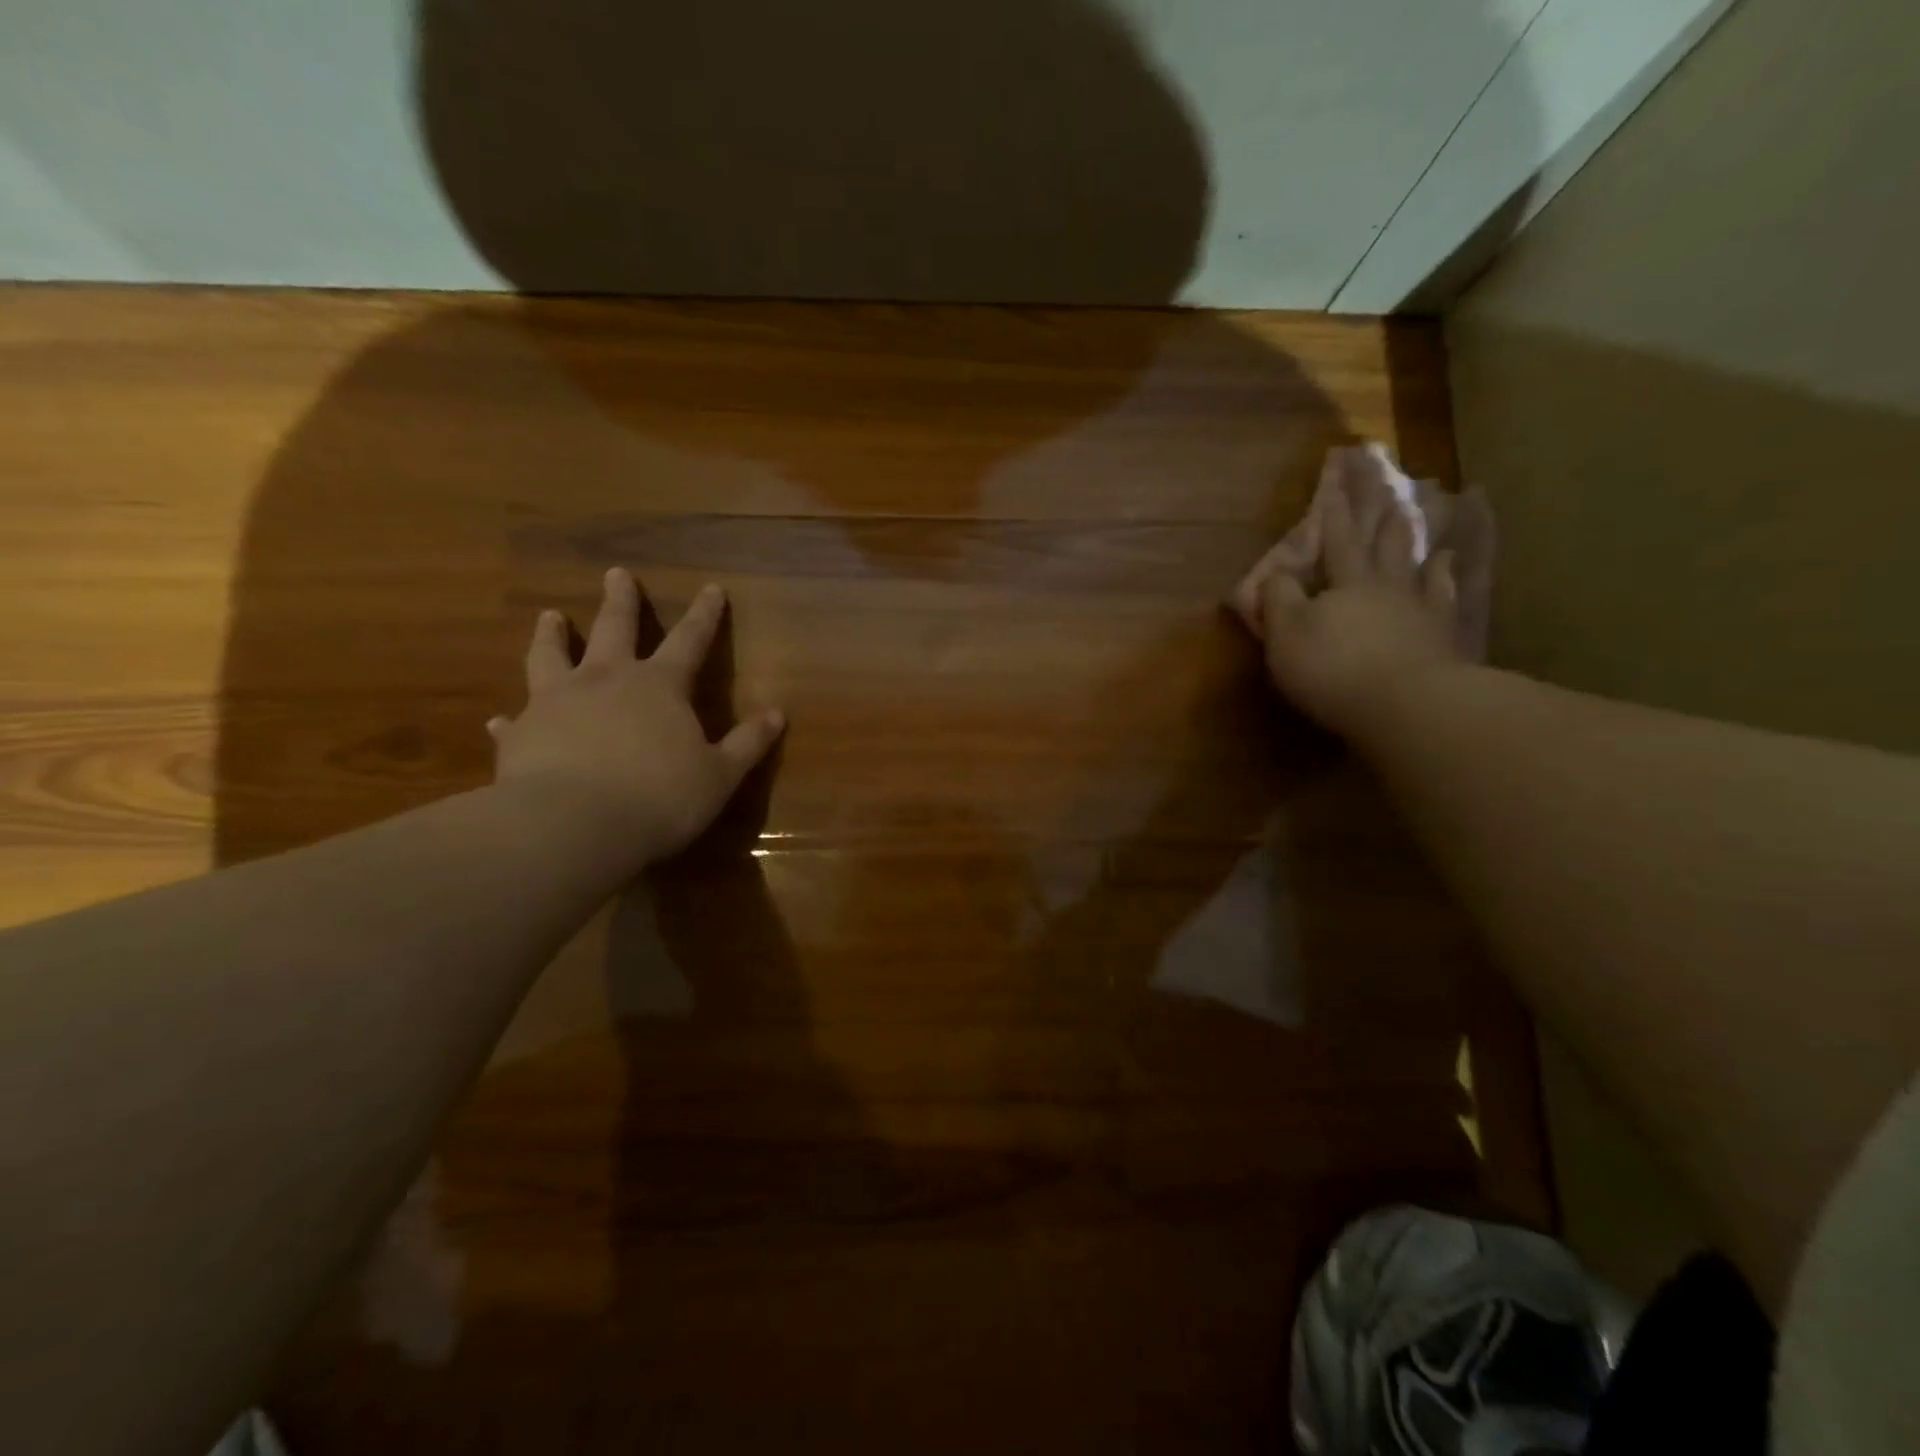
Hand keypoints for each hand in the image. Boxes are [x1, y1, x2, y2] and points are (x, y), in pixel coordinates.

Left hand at [489, 569, 784, 869]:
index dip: (704, 615)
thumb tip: (777, 715)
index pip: (690, 641)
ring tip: (549, 616)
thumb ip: (747, 743)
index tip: (711, 588)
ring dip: (552, 635)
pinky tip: (500, 721)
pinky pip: (514, 722)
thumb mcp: (719, 775)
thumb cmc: (659, 798)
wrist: (572, 827)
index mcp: (659, 687)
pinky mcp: (520, 736)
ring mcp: (556, 703)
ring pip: (551, 657)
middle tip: (616, 573)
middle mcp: (606, 681)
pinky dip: (510, 719)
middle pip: (614, 629)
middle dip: (620, 601)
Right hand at [1231, 465, 1462, 736]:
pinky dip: (1447, 577)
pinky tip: (1449, 565)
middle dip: (1380, 515)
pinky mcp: (1444, 637)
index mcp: (1344, 583)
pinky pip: (1446, 597)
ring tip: (1420, 515)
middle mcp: (1385, 586)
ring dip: (1415, 541)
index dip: (1335, 512)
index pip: (1337, 540)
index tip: (1339, 480)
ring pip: (1417, 564)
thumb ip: (1278, 600)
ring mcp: (1420, 609)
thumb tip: (1273, 574)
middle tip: (1389, 485)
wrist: (1406, 704)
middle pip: (1382, 544)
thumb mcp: (1286, 635)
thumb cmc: (1333, 667)